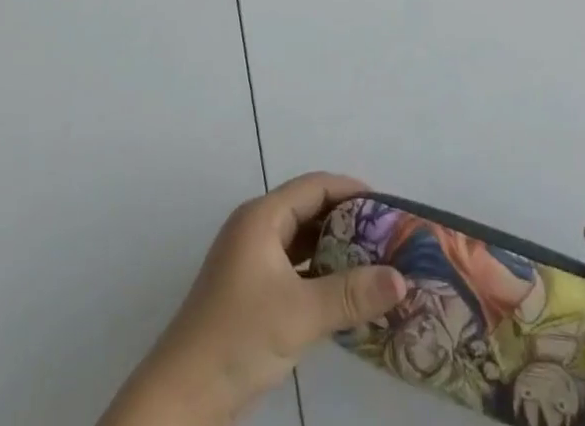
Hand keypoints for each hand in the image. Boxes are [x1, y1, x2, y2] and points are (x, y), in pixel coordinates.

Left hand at [98, 174, 407, 425]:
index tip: (387, 205)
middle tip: (386, 236)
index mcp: (262, 217)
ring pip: (302, 240)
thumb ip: (352, 294)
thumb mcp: (300, 314)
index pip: (314, 186)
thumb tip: (402, 279)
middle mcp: (256, 228)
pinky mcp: (250, 290)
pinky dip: (318, 272)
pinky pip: (293, 266)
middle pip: (308, 210)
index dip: (351, 190)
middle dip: (347, 220)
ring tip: (374, 262)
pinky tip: (344, 292)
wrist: (182, 397)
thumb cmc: (239, 337)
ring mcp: (250, 260)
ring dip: (334, 249)